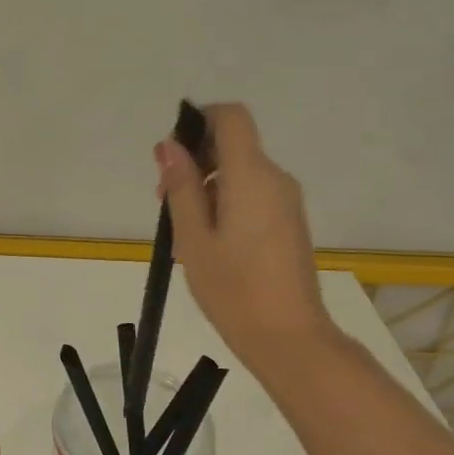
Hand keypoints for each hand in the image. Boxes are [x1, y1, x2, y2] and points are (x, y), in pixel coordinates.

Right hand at [157, 102, 337, 373]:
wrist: (288, 337)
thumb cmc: (233, 289)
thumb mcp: (193, 238)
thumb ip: (182, 187)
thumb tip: (170, 146)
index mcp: (251, 175)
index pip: (231, 117)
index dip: (199, 121)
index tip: (172, 156)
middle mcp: (275, 178)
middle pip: (233, 145)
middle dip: (195, 162)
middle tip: (164, 203)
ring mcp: (286, 202)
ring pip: (240, 172)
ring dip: (207, 187)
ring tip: (183, 232)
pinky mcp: (289, 222)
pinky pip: (253, 194)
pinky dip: (226, 203)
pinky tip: (209, 242)